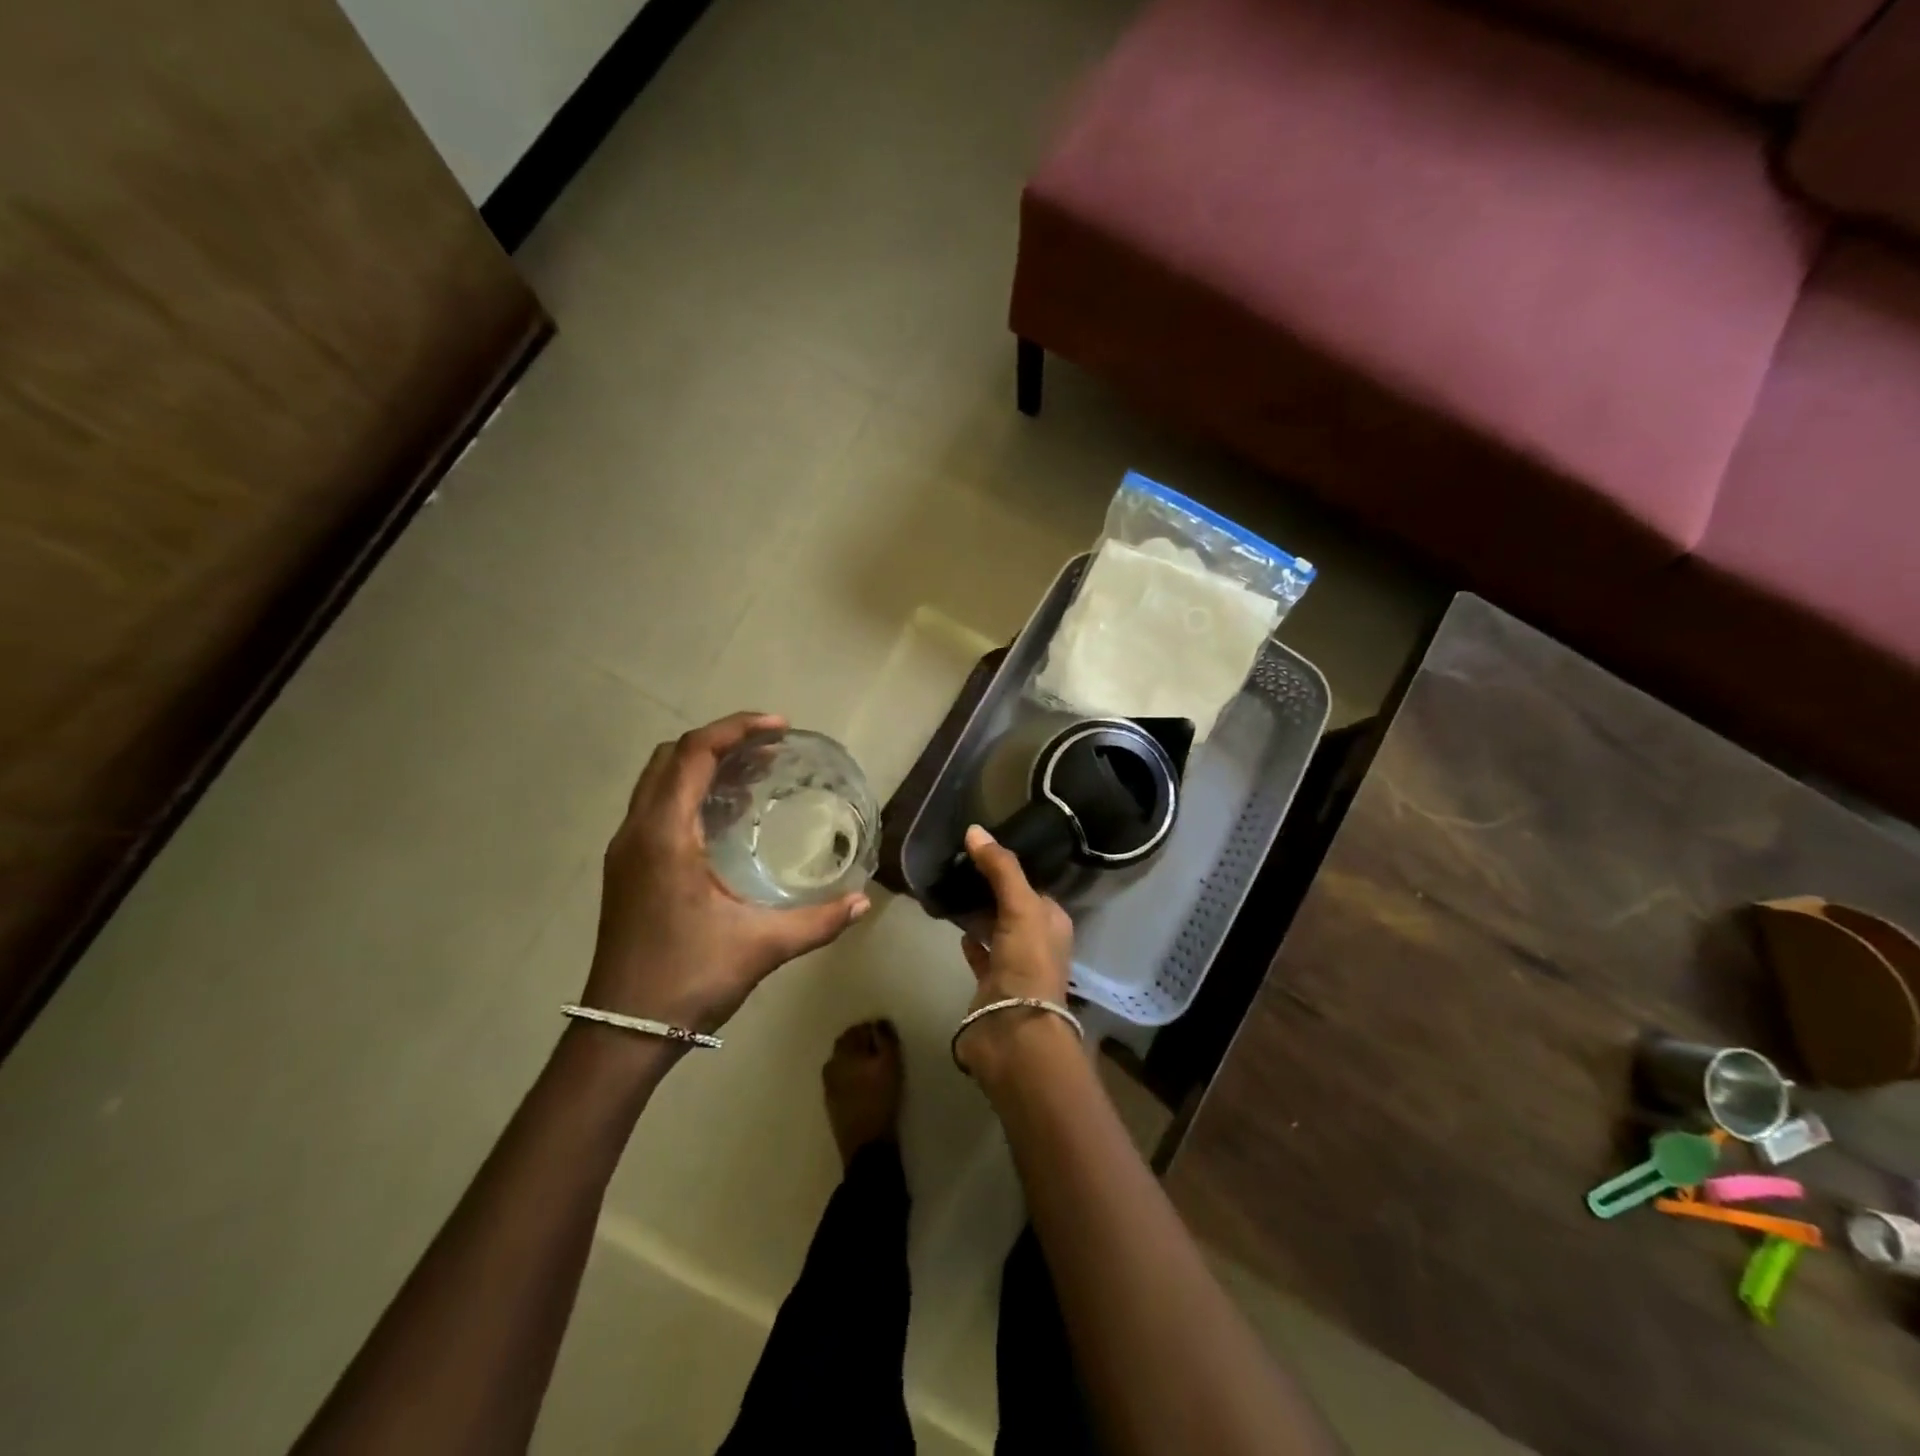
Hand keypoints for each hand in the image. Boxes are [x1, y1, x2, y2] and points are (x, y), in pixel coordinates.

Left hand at [582, 712, 869, 1035]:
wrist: (622, 1030)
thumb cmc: (689, 979)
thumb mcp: (762, 947)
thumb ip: (819, 921)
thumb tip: (864, 902)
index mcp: (664, 836)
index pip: (694, 754)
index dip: (737, 729)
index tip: (780, 727)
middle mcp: (637, 831)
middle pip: (672, 756)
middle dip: (720, 741)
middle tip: (770, 749)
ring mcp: (625, 850)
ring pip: (659, 780)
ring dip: (702, 764)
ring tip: (753, 773)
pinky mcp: (626, 868)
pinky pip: (655, 805)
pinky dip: (689, 791)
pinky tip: (725, 817)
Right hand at [955, 825, 1074, 1076]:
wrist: (1014, 1033)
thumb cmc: (1027, 964)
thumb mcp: (1020, 907)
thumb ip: (1001, 868)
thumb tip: (975, 829)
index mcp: (1052, 922)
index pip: (1032, 885)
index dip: (1010, 868)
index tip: (982, 848)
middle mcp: (1037, 942)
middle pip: (1013, 906)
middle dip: (991, 888)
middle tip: (960, 864)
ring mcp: (1015, 965)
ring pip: (996, 929)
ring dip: (979, 913)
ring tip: (952, 888)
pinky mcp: (991, 985)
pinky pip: (980, 955)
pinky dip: (971, 941)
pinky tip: (955, 927)